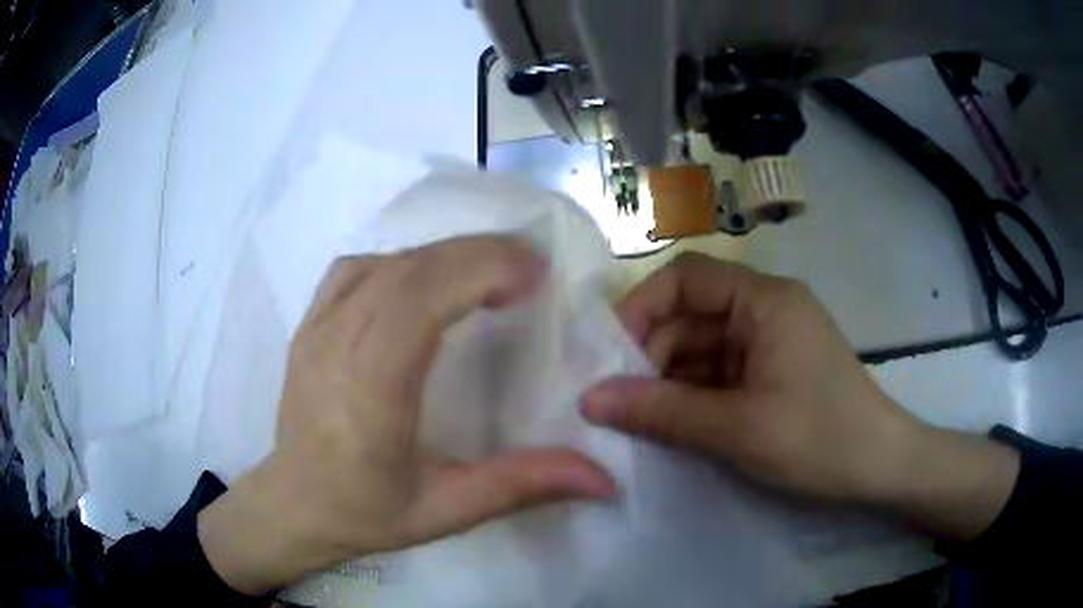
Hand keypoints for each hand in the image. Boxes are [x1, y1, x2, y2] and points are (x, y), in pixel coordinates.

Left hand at [199, 236, 616, 594]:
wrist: (293, 504)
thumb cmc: (365, 511)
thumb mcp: (447, 510)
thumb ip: (523, 486)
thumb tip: (604, 478)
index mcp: (370, 390)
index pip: (420, 299)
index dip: (481, 270)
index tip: (534, 277)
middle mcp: (337, 344)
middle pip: (408, 268)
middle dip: (478, 254)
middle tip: (528, 267)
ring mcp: (316, 328)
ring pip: (384, 262)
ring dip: (443, 255)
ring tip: (485, 273)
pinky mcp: (307, 323)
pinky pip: (355, 269)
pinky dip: (400, 261)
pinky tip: (420, 282)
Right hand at [581, 253, 1018, 539]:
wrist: (879, 467)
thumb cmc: (820, 437)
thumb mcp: (739, 428)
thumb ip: (662, 413)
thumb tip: (589, 400)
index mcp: (765, 300)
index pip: (687, 277)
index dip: (643, 307)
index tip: (609, 354)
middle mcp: (765, 310)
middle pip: (690, 315)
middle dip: (651, 355)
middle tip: (617, 401)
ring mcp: (769, 343)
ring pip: (701, 349)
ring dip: (668, 381)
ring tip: (636, 420)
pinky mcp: (770, 373)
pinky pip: (718, 374)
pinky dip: (692, 397)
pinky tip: (669, 426)